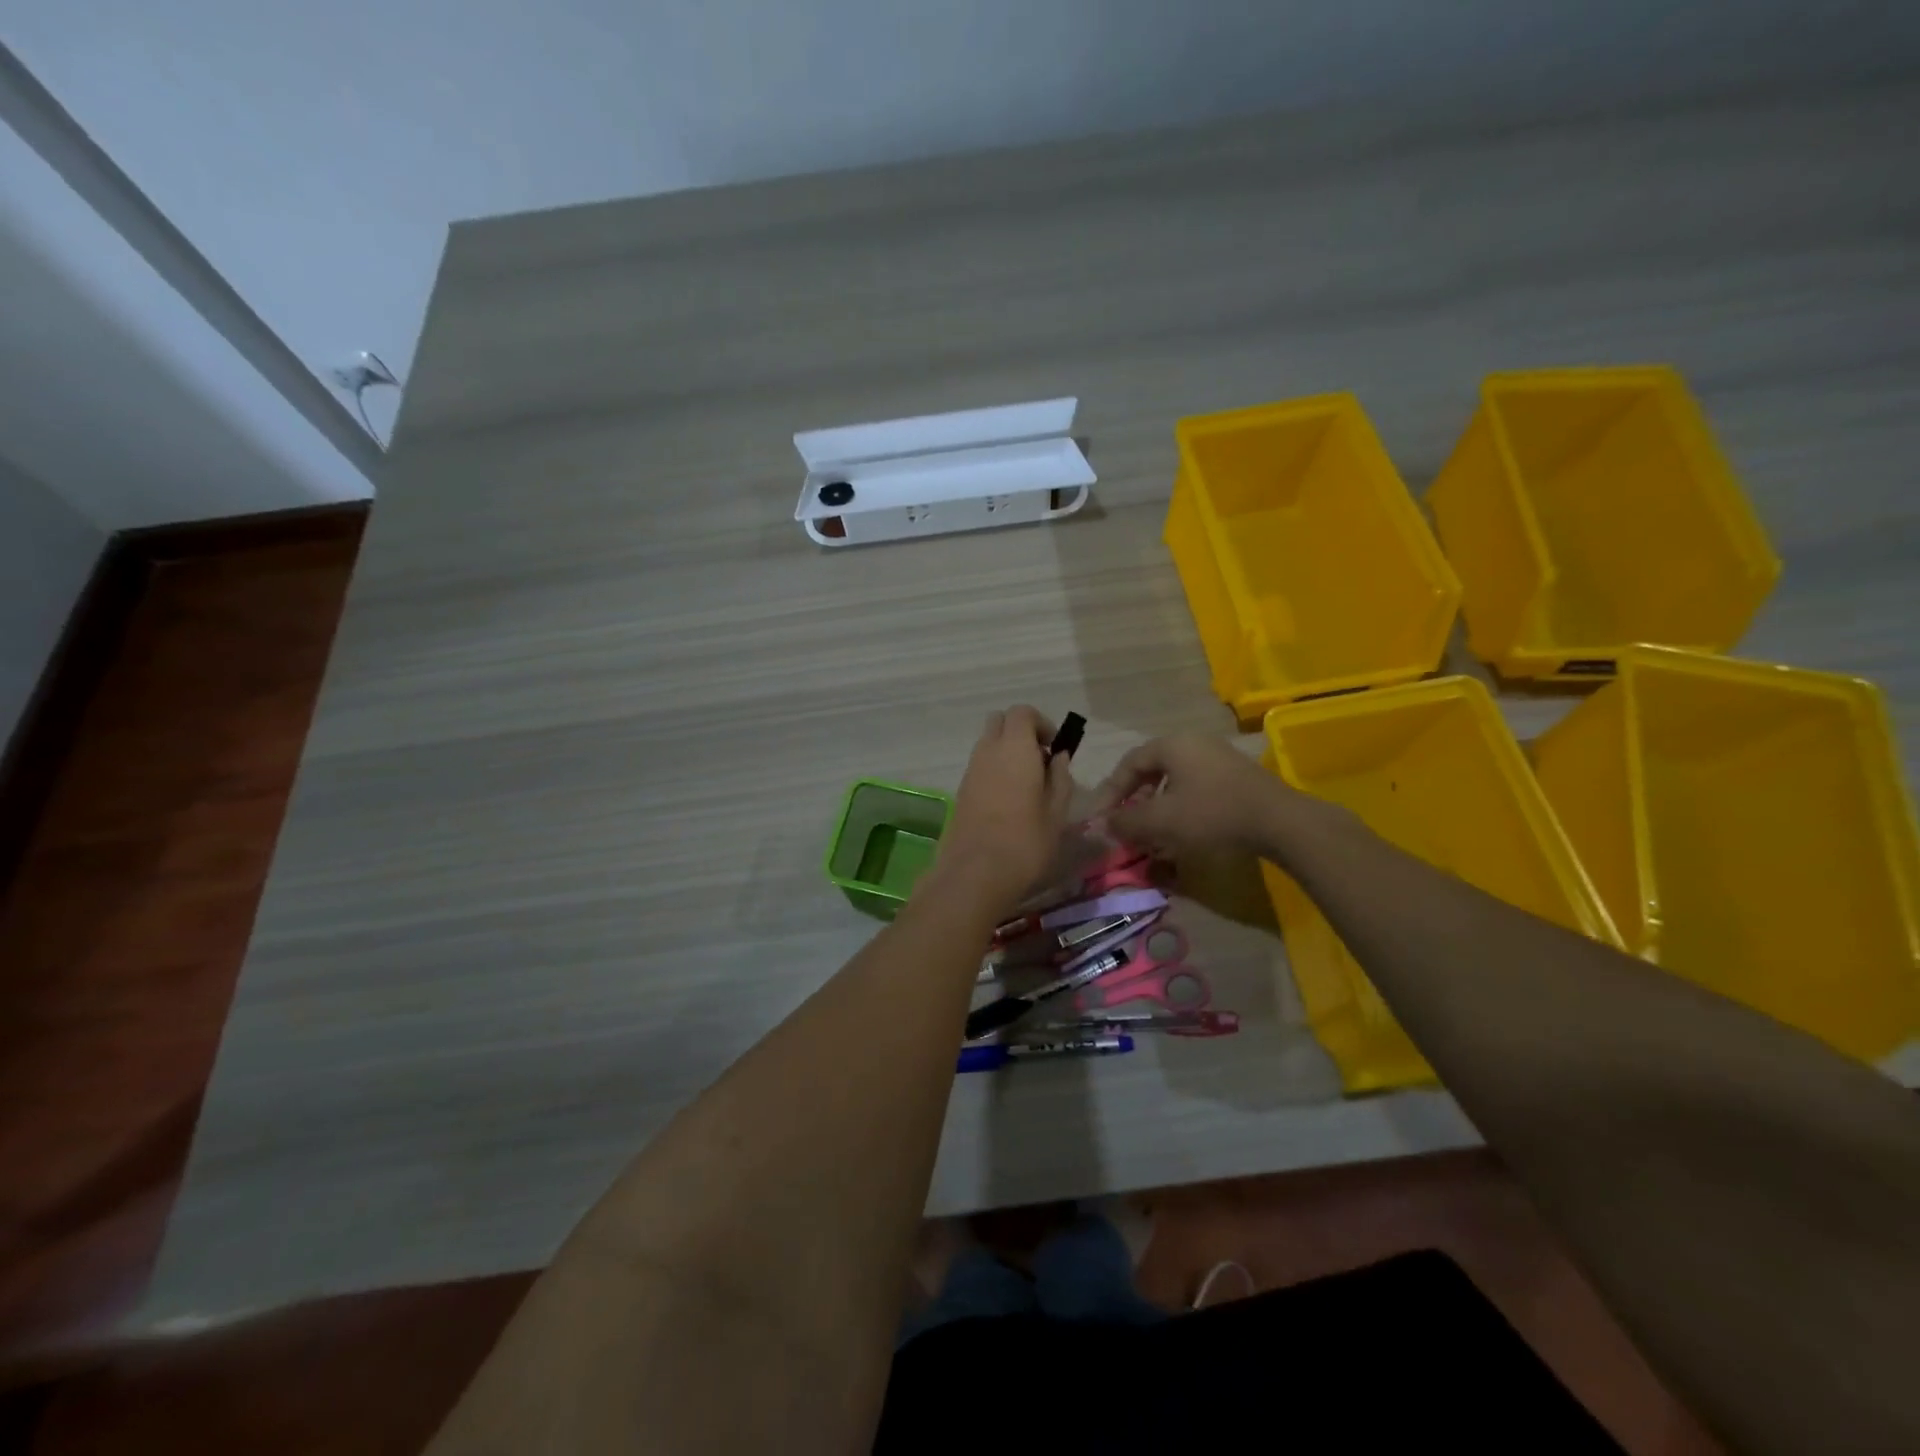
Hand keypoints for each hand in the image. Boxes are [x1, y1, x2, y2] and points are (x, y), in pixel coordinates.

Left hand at [933, 706, 1075, 908]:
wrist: (974, 873)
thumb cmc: (1025, 842)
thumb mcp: (1057, 812)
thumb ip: (1060, 778)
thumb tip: (1058, 757)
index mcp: (1014, 748)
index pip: (1022, 712)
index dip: (1041, 723)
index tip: (1054, 747)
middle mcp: (988, 750)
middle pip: (1000, 721)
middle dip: (1021, 732)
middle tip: (1040, 761)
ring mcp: (970, 770)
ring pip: (988, 744)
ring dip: (1007, 752)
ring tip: (1027, 785)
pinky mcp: (960, 790)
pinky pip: (980, 765)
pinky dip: (994, 770)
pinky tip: (1008, 802)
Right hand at [1088, 733, 1313, 862]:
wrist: (1280, 822)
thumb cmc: (1212, 814)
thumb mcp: (1161, 820)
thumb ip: (1126, 821)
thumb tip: (1104, 823)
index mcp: (1172, 745)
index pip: (1129, 763)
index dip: (1110, 791)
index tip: (1101, 818)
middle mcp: (1194, 743)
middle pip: (1152, 770)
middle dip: (1134, 800)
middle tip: (1125, 824)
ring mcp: (1218, 758)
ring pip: (1174, 781)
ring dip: (1157, 807)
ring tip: (1151, 833)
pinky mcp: (1236, 777)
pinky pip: (1196, 788)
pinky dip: (1180, 808)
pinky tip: (1182, 832)